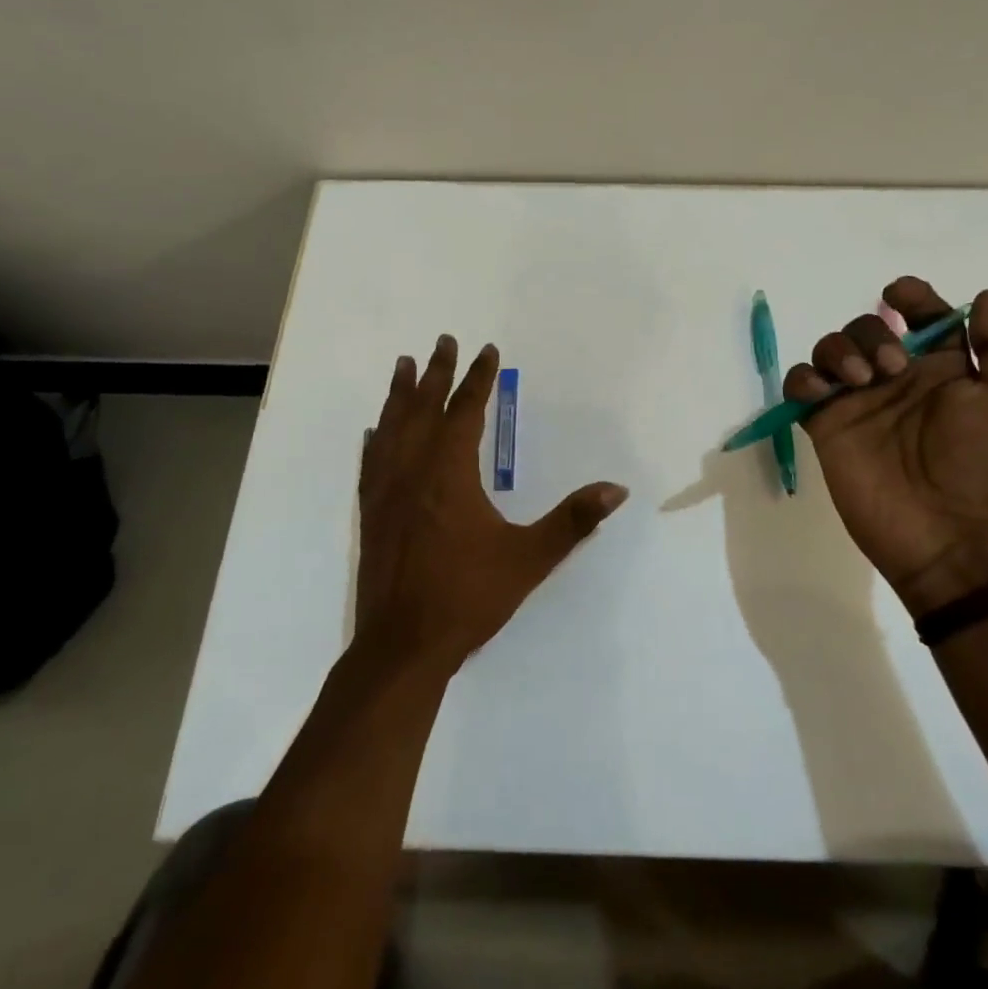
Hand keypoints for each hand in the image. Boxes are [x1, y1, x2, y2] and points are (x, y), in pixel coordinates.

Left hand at [355, 335, 629, 672]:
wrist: (402, 647)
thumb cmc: (468, 597)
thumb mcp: (529, 558)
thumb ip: (573, 521)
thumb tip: (616, 489)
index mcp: (449, 473)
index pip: (465, 410)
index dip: (478, 378)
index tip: (486, 350)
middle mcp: (413, 470)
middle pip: (424, 407)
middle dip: (436, 372)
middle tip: (443, 341)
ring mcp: (386, 491)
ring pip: (392, 427)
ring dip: (400, 393)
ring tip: (402, 365)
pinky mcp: (371, 513)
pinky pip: (372, 460)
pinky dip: (377, 436)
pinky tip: (375, 431)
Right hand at [782, 279, 987, 616]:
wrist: (955, 538)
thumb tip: (982, 296)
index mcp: (943, 370)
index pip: (921, 317)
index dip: (911, 297)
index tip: (899, 295)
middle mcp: (897, 380)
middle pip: (869, 327)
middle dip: (873, 334)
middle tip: (892, 369)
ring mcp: (858, 403)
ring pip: (831, 349)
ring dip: (840, 350)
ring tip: (860, 383)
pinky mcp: (826, 426)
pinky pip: (801, 385)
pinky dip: (804, 378)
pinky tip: (823, 393)